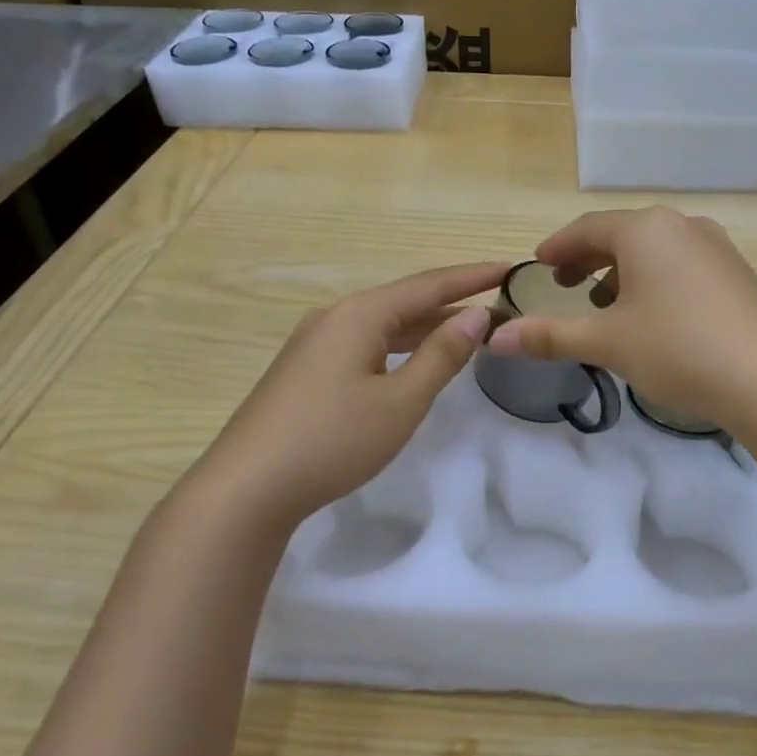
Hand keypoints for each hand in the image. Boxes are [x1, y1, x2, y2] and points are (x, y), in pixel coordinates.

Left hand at [192, 261, 509, 528]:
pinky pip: (366, 343)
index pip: (428, 285)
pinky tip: (414, 359)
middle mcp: (335, 317)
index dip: (472, 276)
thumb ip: (441, 356)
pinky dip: (400, 345)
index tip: (510, 267)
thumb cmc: (332, 440)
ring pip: (384, 324)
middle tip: (498, 303)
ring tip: (469, 329)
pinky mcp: (306, 370)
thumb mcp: (400, 402)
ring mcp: (315, 343)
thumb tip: (477, 316)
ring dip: (427, 326)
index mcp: (360, 315)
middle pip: (405, 300)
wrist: (246, 488)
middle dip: (452, 301)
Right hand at [486, 208, 756, 431]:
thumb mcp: (607, 342)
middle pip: (621, 234)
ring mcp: (715, 246)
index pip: (586, 228)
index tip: (537, 264)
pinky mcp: (736, 271)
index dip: (557, 247)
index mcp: (644, 229)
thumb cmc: (677, 349)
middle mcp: (680, 225)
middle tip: (564, 284)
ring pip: (654, 249)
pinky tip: (653, 315)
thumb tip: (496, 338)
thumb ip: (550, 336)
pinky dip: (654, 279)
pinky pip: (681, 263)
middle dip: (587, 258)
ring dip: (621, 271)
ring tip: (605, 303)